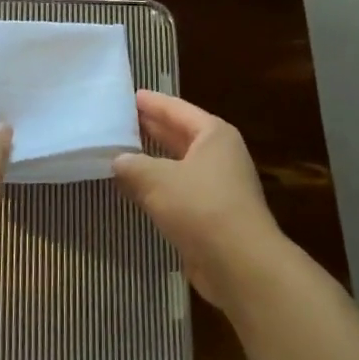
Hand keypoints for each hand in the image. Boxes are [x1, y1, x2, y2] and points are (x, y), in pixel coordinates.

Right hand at [112, 91, 288, 312]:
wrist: (241, 264)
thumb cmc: (201, 207)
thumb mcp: (158, 180)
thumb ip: (133, 166)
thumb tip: (118, 161)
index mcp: (214, 135)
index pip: (177, 109)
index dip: (152, 102)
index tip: (130, 95)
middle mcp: (221, 155)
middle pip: (181, 134)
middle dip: (153, 128)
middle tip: (122, 120)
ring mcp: (220, 186)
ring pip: (180, 165)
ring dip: (154, 161)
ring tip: (123, 153)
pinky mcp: (214, 216)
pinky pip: (181, 192)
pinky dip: (161, 188)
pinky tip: (139, 190)